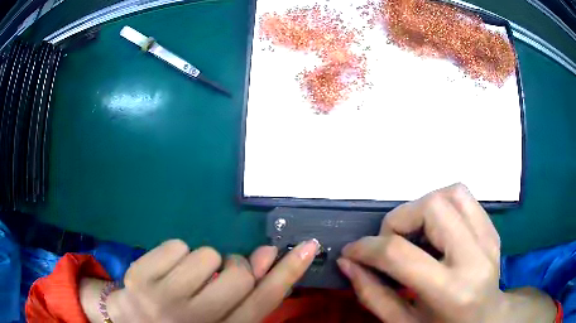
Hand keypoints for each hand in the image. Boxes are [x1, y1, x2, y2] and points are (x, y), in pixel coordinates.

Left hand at [105, 239, 317, 322]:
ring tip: (188, 278)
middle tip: (221, 272)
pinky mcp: (140, 279)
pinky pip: (176, 245)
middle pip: (239, 274)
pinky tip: (166, 272)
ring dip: (203, 261)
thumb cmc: (180, 322)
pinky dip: (177, 253)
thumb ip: (244, 292)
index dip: (288, 273)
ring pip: (206, 255)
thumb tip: (267, 257)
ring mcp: (163, 300)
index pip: (263, 302)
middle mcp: (195, 321)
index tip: (307, 247)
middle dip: (236, 265)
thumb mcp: (216, 315)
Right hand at [338, 184, 556, 322]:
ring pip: (451, 193)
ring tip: (413, 234)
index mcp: (451, 292)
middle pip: (432, 208)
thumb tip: (348, 262)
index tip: (352, 252)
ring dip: (422, 207)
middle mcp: (475, 258)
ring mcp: (489, 238)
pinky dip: (442, 204)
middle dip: (398, 220)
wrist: (485, 321)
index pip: (400, 254)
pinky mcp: (492, 229)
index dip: (367, 248)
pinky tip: (435, 229)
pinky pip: (464, 197)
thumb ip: (372, 295)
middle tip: (389, 243)